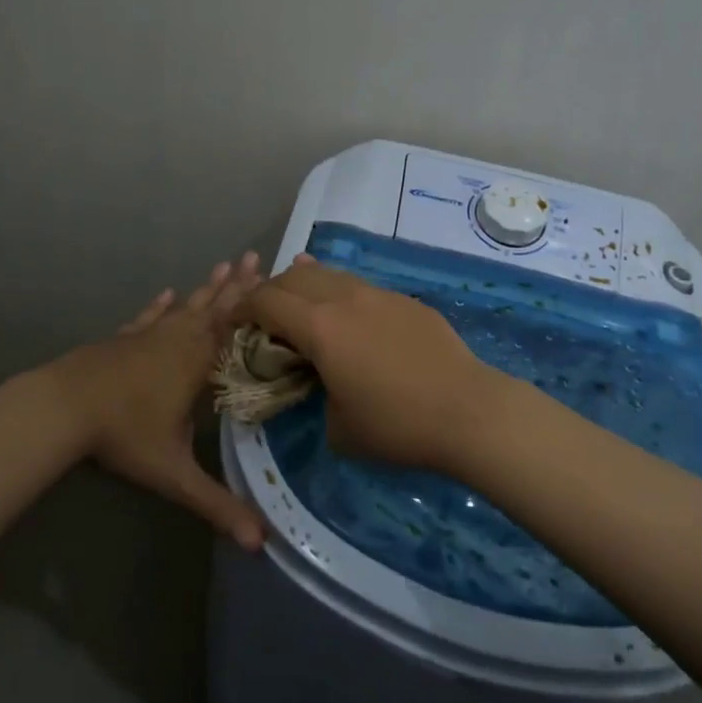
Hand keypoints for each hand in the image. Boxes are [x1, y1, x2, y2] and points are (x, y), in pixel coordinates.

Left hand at [42, 254, 266, 550]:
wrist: (64, 406)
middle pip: (216, 308)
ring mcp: (150, 335)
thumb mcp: (174, 474)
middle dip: (240, 285)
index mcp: (198, 363)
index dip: (260, 309)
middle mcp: (179, 340)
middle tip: (258, 256)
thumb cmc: (124, 434)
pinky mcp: (126, 337)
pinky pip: (151, 315)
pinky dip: (161, 304)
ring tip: (226, 263)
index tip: (280, 284)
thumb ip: (217, 505)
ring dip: (209, 287)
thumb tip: (260, 544)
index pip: (238, 331)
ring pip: (187, 306)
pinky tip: (167, 292)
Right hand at [238, 257, 516, 473]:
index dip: (241, 309)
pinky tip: (344, 308)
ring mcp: (378, 294)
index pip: (265, 301)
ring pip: (328, 274)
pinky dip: (338, 292)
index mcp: (319, 326)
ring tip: (295, 300)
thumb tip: (320, 384)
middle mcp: (344, 298)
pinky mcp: (405, 301)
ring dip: (304, 285)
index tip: (231, 323)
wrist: (469, 411)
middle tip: (261, 316)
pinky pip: (359, 287)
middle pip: (293, 278)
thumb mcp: (338, 428)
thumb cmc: (397, 426)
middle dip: (269, 292)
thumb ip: (315, 396)